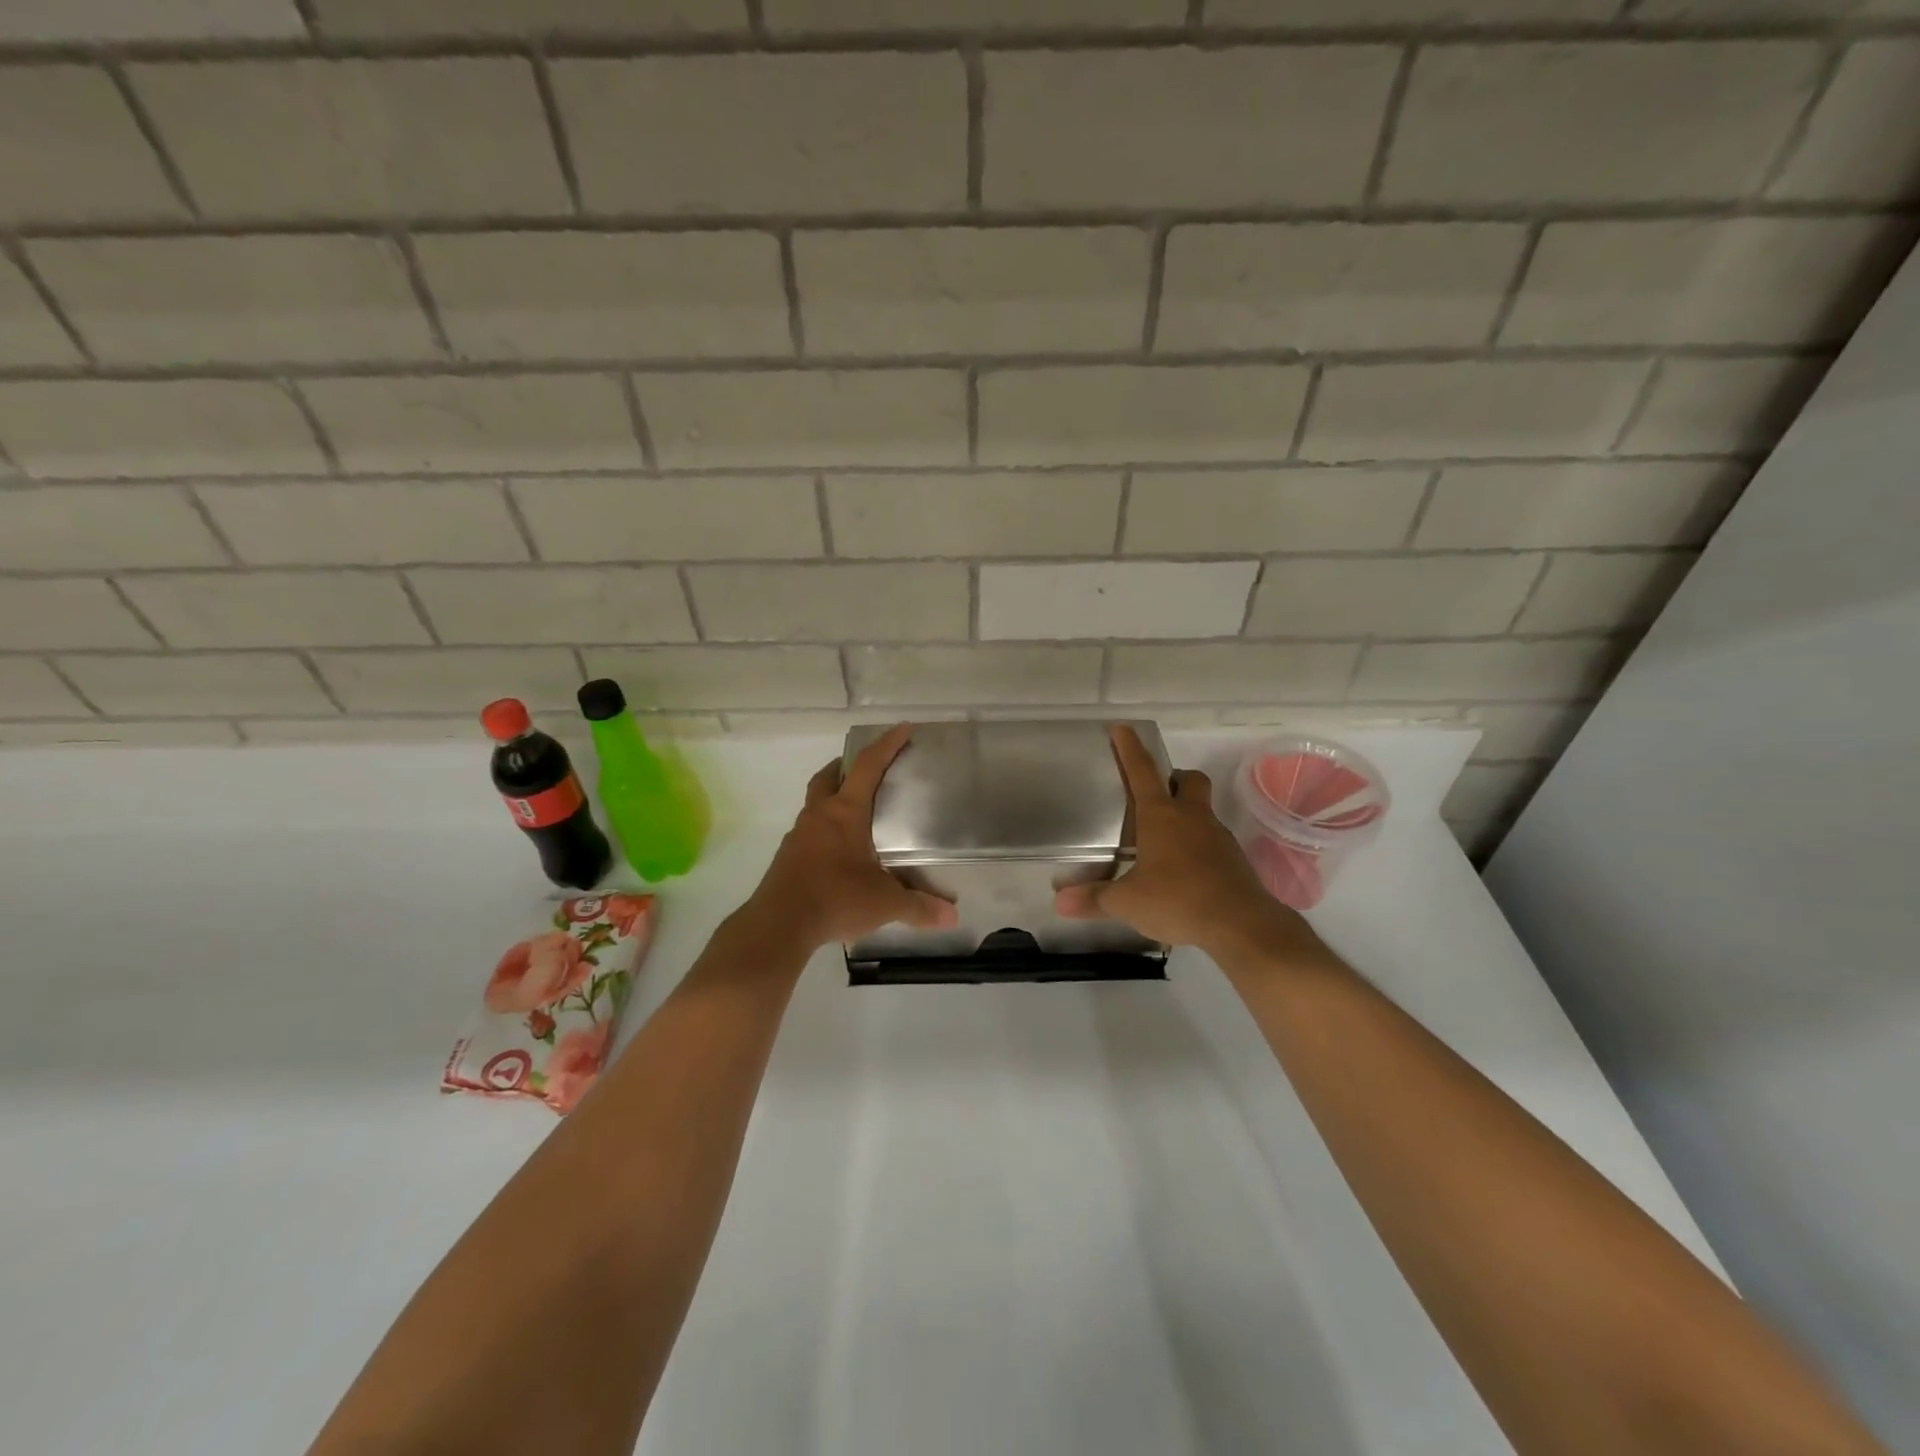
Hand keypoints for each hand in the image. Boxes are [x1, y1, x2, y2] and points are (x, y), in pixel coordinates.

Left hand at [744, 723, 958, 950]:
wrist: (778, 925)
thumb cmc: (835, 899)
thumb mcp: (884, 903)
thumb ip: (918, 907)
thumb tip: (953, 917)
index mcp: (845, 813)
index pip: (868, 766)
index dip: (887, 744)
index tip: (904, 728)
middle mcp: (819, 815)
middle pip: (830, 776)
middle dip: (848, 765)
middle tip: (869, 768)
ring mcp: (799, 835)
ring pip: (816, 802)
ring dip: (834, 796)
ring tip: (858, 811)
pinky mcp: (788, 856)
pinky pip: (809, 829)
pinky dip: (825, 827)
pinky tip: (839, 849)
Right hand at [1055, 725, 1329, 967]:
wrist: (1241, 925)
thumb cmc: (1177, 900)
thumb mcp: (1127, 902)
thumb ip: (1095, 899)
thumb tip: (1059, 902)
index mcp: (1161, 816)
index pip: (1142, 771)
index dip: (1130, 748)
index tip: (1123, 728)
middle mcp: (1192, 818)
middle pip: (1189, 780)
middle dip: (1174, 778)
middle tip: (1156, 793)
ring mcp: (1217, 837)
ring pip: (1203, 811)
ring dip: (1186, 816)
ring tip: (1163, 842)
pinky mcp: (1233, 860)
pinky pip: (1212, 842)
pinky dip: (1197, 847)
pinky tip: (1183, 872)